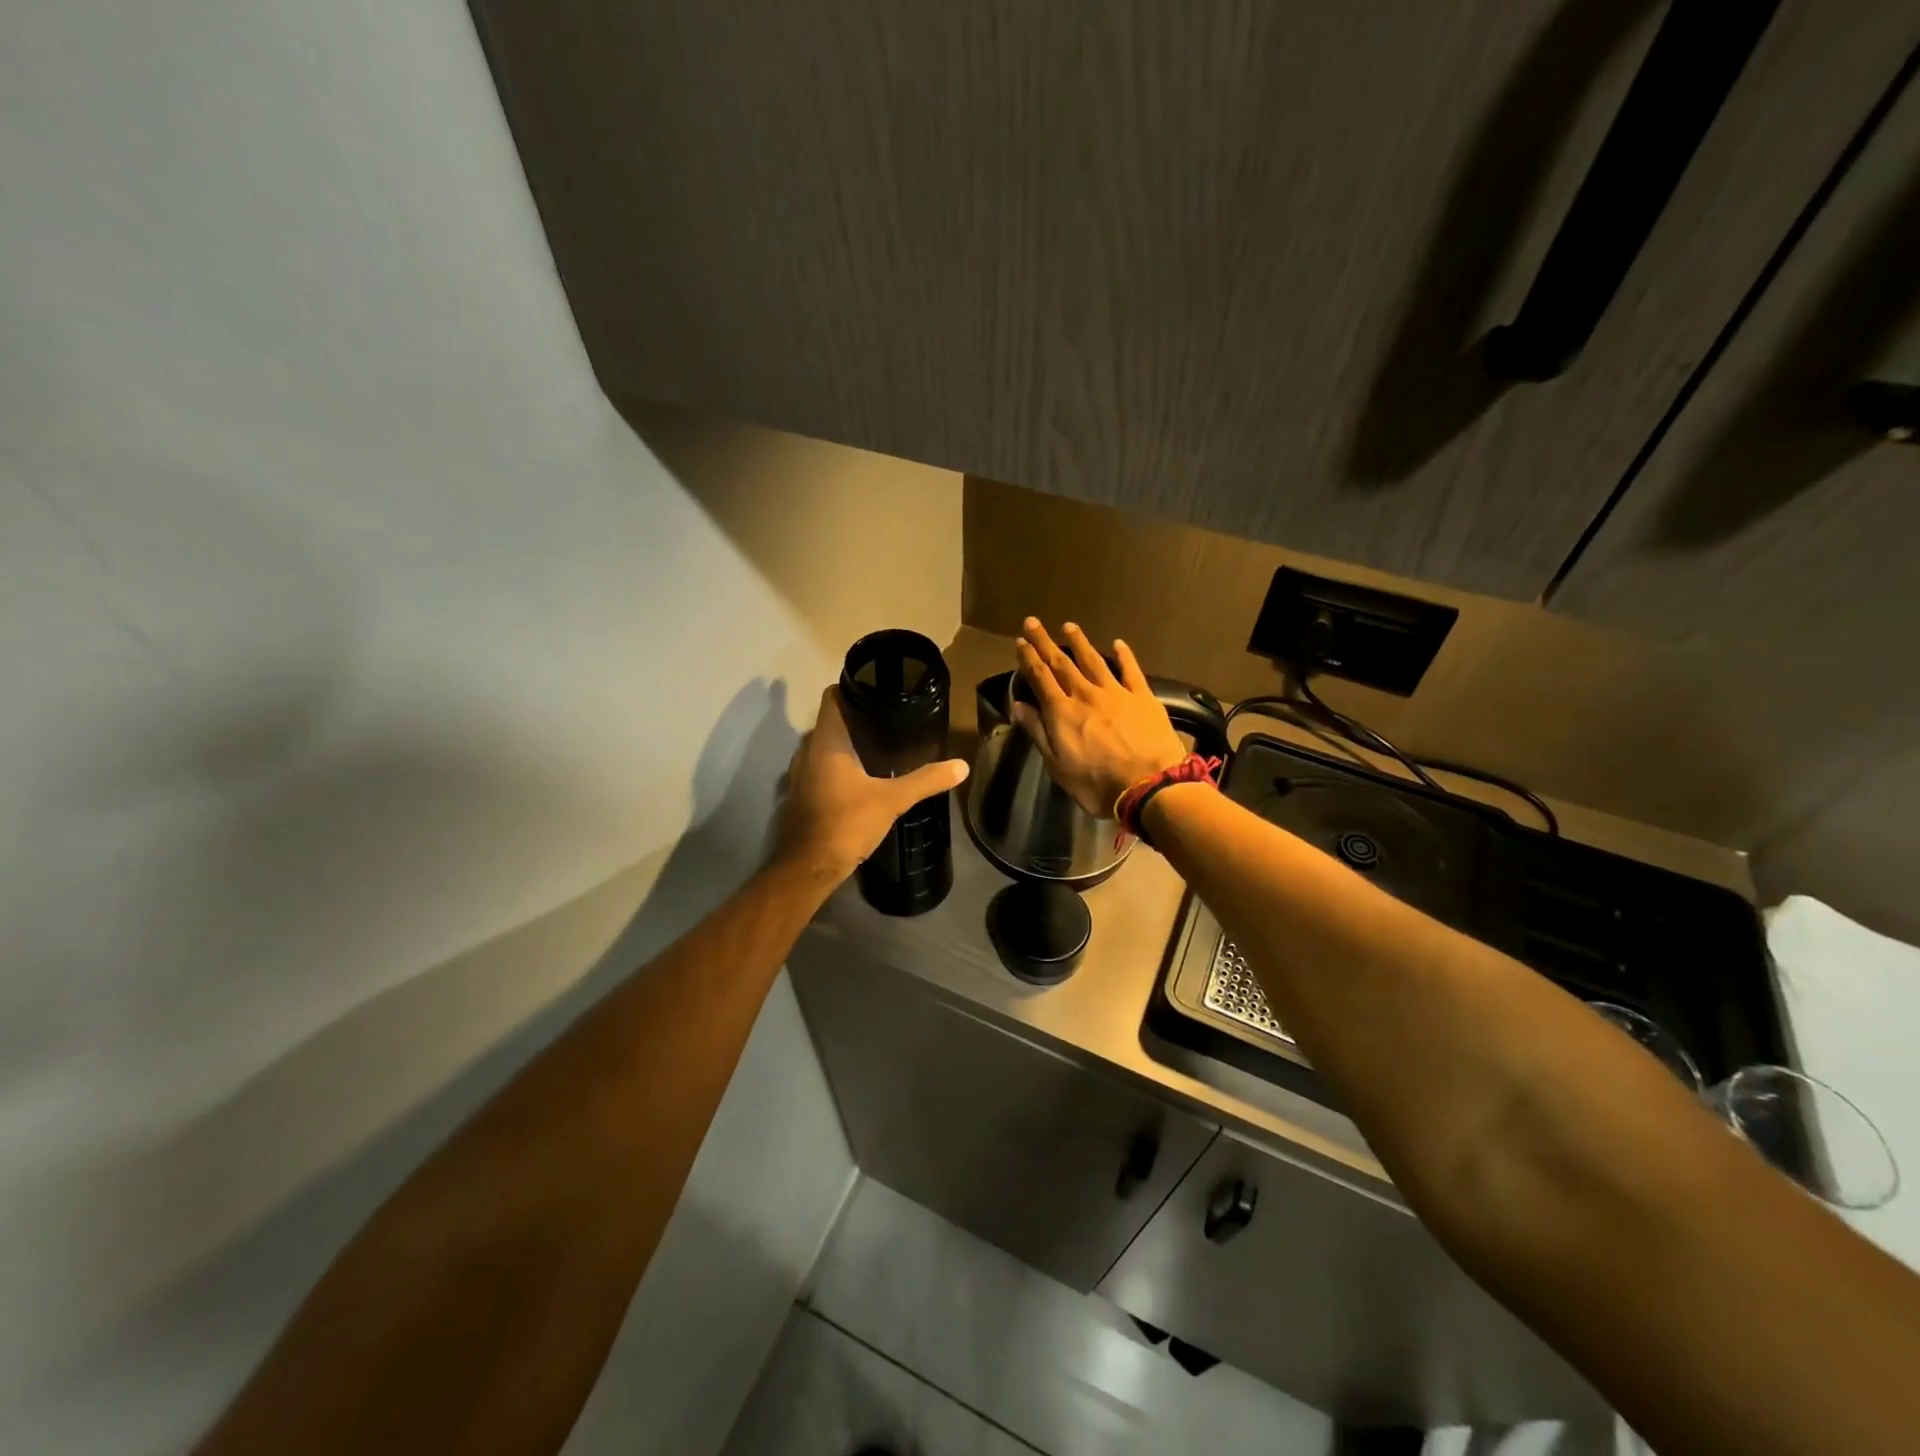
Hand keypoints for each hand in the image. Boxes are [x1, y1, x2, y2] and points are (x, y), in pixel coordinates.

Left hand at [773, 685, 970, 883]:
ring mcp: (799, 774)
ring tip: (877, 746)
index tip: (877, 689)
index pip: (832, 698)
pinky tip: (858, 777)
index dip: (851, 688)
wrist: (808, 867)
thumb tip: (962, 766)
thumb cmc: (847, 823)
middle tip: (887, 718)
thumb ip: (926, 781)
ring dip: (843, 744)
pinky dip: (835, 766)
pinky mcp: (800, 795)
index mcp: (826, 742)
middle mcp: (807, 750)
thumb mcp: (892, 800)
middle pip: (829, 722)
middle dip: (854, 718)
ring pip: (822, 747)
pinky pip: (818, 768)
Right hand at [1011, 619, 1186, 817]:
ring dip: (1079, 643)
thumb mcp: (1058, 766)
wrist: (1149, 786)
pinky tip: (1118, 644)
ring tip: (1069, 626)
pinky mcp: (1143, 698)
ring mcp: (1116, 693)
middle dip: (1045, 643)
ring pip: (1094, 661)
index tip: (1020, 641)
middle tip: (1034, 622)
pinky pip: (1131, 671)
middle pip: (1062, 664)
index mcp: (1062, 712)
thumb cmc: (1097, 784)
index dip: (1029, 659)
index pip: (1040, 678)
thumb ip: (1038, 733)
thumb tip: (1019, 706)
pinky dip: (1124, 656)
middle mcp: (1086, 695)